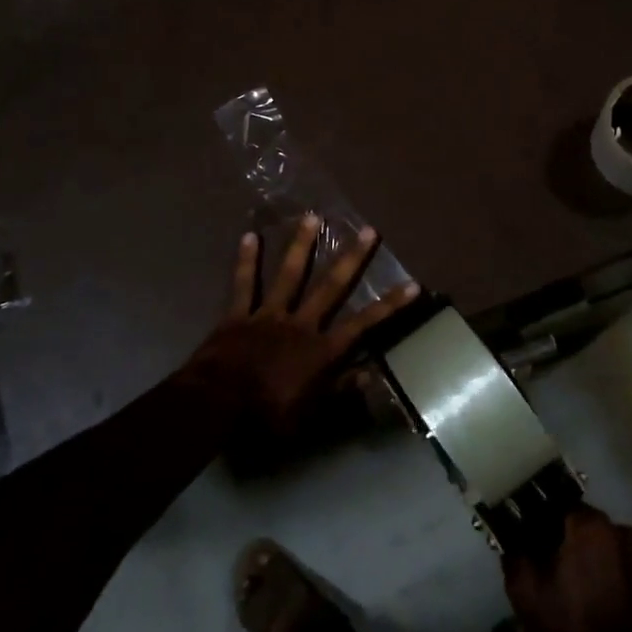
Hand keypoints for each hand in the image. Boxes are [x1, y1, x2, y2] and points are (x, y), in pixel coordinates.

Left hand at [185, 213, 419, 435]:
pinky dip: (246, 261)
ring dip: (301, 245)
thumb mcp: (310, 415)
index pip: (363, 325)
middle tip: (367, 230)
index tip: (413, 285)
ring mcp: (268, 315)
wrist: (218, 405)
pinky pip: (243, 284)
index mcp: (321, 351)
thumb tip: (372, 374)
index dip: (389, 305)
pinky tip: (249, 236)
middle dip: (352, 259)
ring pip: (289, 275)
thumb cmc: (267, 416)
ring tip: (312, 216)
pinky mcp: (238, 315)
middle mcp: (300, 324)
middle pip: (331, 287)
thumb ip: (340, 392)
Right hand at [503, 505, 631, 631]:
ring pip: (604, 546)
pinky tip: (599, 602)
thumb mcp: (526, 593)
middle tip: (552, 568)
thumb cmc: (573, 626)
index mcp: (587, 524)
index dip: (542, 522)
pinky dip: (610, 576)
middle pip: (583, 525)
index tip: (532, 542)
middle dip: (567, 540)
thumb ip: (514, 556)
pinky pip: (622, 567)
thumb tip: (513, 539)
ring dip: (590, 558)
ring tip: (577, 588)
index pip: (558, 506)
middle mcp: (618, 529)